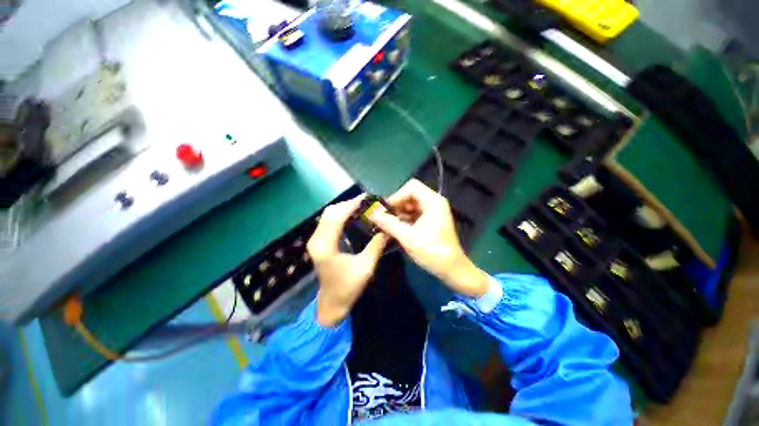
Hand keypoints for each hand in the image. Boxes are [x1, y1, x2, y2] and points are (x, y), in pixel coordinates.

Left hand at [307, 196, 387, 326]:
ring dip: (344, 208)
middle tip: (367, 202)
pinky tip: (352, 216)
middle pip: (330, 212)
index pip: (336, 217)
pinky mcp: (318, 242)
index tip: (367, 199)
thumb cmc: (348, 288)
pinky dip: (340, 215)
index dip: (351, 205)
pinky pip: (328, 221)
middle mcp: (316, 240)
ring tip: (362, 207)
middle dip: (348, 204)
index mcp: (326, 246)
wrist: (331, 303)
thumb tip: (386, 229)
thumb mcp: (366, 267)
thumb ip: (376, 246)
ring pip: (328, 215)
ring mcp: (315, 240)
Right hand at [369, 179, 488, 297]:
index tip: (385, 210)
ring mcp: (434, 211)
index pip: (411, 188)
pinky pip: (414, 212)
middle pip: (411, 194)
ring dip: (399, 212)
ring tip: (388, 224)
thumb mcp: (407, 237)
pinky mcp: (431, 219)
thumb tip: (372, 214)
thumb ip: (388, 223)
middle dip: (397, 204)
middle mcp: (434, 202)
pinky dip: (405, 218)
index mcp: (433, 201)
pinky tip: (397, 228)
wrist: (452, 269)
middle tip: (385, 217)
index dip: (396, 197)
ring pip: (411, 204)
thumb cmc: (432, 252)